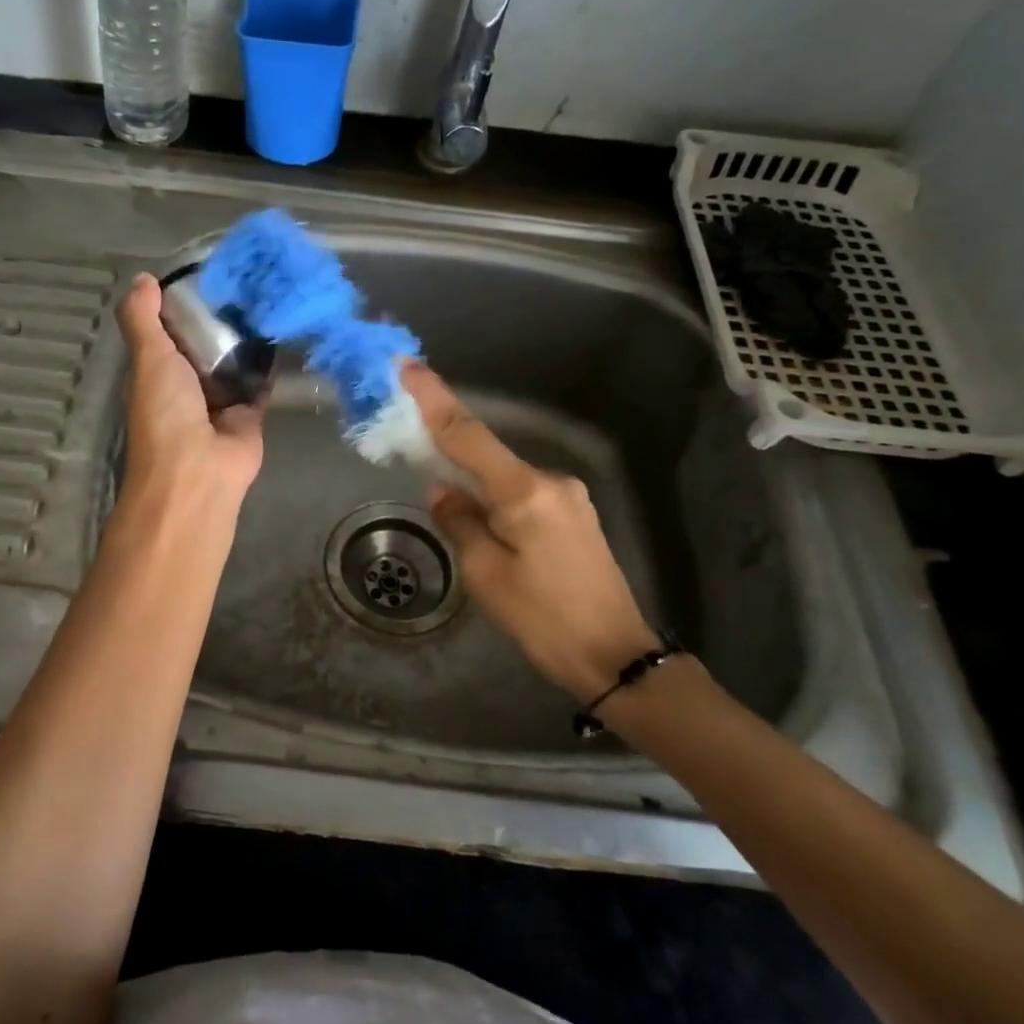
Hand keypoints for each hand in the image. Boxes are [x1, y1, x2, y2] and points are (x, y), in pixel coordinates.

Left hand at [115, 274, 264, 508]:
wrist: (200, 470)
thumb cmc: (166, 413)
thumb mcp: (148, 358)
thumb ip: (143, 319)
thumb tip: (143, 278)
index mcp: (157, 372)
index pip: (168, 330)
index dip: (181, 303)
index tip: (205, 271)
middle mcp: (187, 385)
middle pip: (205, 344)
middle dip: (220, 317)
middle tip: (246, 277)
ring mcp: (220, 400)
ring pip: (234, 360)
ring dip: (247, 337)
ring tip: (268, 295)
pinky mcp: (250, 412)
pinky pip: (261, 381)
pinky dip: (270, 362)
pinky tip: (283, 330)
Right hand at [400, 363, 657, 703]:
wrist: (615, 656)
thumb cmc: (543, 619)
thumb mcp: (486, 574)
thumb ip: (460, 522)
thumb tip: (442, 490)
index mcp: (525, 491)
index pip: (468, 435)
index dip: (434, 400)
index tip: (408, 367)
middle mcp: (551, 481)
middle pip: (487, 456)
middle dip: (450, 453)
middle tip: (415, 456)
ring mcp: (569, 497)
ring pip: (505, 480)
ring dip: (475, 487)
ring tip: (457, 523)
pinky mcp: (576, 517)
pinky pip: (523, 496)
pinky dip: (497, 501)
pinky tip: (488, 530)